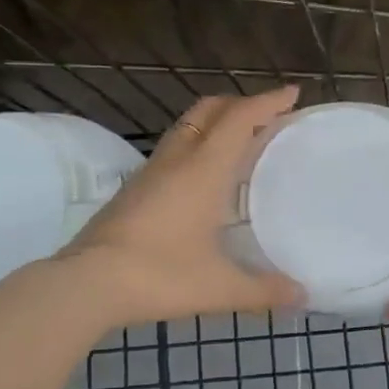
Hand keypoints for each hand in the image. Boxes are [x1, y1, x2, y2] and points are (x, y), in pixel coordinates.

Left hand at [58, 87, 305, 327]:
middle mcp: (177, 160)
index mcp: (203, 170)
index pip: (239, 119)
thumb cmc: (159, 276)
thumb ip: (263, 290)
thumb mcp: (219, 287)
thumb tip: (302, 295)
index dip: (268, 101)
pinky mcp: (134, 189)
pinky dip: (197, 145)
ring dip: (216, 123)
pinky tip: (203, 177)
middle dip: (241, 103)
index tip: (293, 93)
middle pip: (210, 110)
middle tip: (268, 115)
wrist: (86, 284)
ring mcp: (150, 172)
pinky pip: (173, 149)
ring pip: (187, 127)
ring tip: (239, 142)